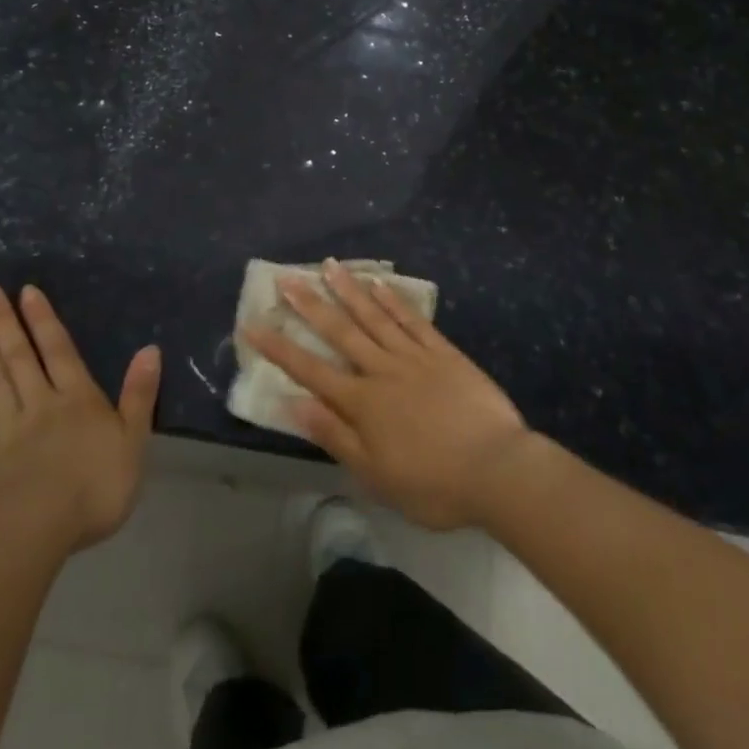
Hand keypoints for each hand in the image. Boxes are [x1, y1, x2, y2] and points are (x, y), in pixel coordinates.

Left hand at [0, 282, 160, 562]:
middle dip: (3, 321)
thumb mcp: (132, 442)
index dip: (43, 319)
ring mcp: (9, 430)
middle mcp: (40, 404)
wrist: (32, 535)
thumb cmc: (92, 489)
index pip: (59, 350)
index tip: (25, 290)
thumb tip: (151, 349)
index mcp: (77, 399)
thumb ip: (139, 396)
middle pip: (19, 356)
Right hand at [246, 259, 531, 530]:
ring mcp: (413, 356)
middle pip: (339, 332)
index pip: (310, 370)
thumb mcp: (374, 474)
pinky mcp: (442, 352)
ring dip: (349, 290)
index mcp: (361, 402)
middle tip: (287, 278)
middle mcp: (381, 370)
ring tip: (328, 265)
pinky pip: (412, 320)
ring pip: (374, 317)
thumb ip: (333, 435)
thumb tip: (292, 404)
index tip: (253, 324)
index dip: (279, 348)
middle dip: (310, 305)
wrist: (496, 469)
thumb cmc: (432, 483)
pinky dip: (393, 300)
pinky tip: (378, 284)